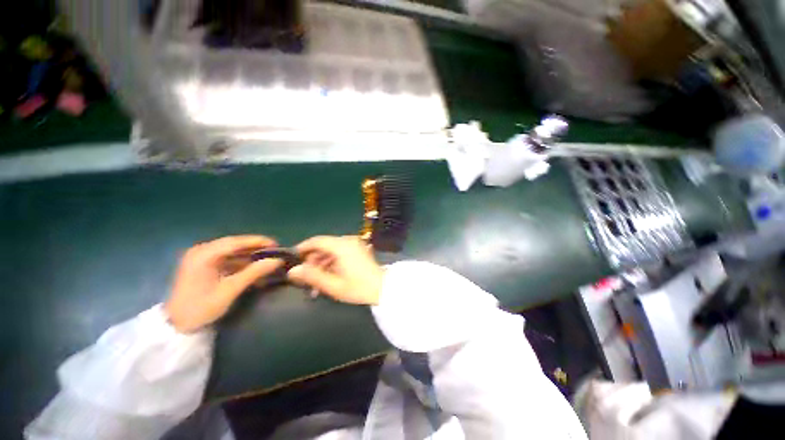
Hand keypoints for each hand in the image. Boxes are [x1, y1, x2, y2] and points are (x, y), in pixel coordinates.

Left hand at [165, 235, 282, 332]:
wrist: (175, 326)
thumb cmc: (201, 308)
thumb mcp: (230, 290)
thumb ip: (254, 272)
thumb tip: (277, 261)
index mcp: (204, 255)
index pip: (236, 242)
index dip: (258, 241)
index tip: (276, 245)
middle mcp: (201, 251)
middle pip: (233, 244)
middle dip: (254, 247)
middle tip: (273, 251)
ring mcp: (199, 257)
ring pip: (229, 250)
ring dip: (247, 254)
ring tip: (265, 258)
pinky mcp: (201, 265)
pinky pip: (224, 258)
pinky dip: (239, 261)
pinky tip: (251, 266)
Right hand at [287, 236, 383, 304]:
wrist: (383, 288)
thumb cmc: (358, 287)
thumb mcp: (333, 285)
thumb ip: (312, 276)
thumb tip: (293, 270)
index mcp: (342, 246)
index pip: (317, 241)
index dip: (303, 248)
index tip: (292, 258)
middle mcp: (348, 241)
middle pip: (324, 246)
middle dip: (312, 261)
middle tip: (305, 278)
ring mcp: (355, 245)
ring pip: (331, 251)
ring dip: (322, 265)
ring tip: (316, 284)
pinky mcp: (358, 250)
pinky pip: (340, 253)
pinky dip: (332, 264)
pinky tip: (328, 279)